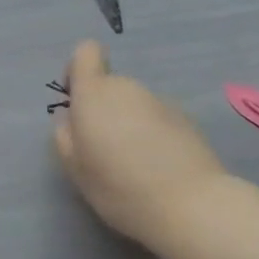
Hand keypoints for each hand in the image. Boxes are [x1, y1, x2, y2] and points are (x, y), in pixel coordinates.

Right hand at [52, 41, 229, 250]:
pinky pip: (159, 121)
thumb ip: (65, 135)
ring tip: (136, 165)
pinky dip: (155, 137)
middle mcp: (127, 88)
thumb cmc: (120, 186)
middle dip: (104, 110)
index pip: (86, 52)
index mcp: (94, 93)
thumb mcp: (76, 168)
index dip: (78, 70)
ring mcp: (160, 102)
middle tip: (106, 150)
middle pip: (109, 85)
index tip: (77, 101)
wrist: (193, 207)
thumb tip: (70, 118)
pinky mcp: (188, 121)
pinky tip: (162, 169)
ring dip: (130, 124)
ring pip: (135, 105)